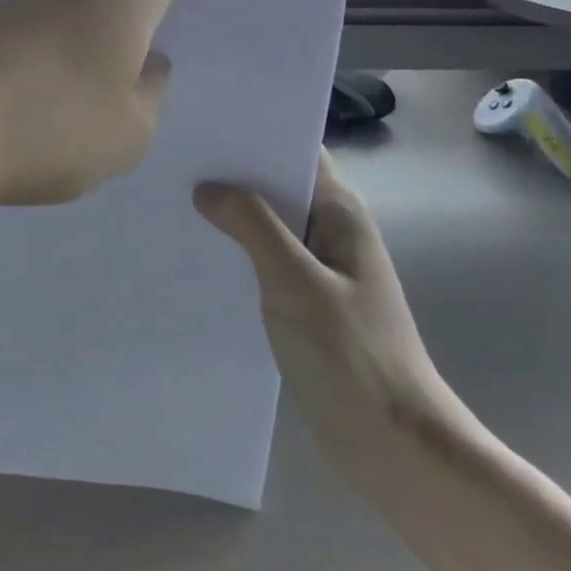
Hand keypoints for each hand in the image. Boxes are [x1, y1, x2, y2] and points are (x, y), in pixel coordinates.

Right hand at [194, 154, 466, 497]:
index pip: (296, 149)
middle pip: (278, 185)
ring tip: (173, 200)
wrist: (397, 449)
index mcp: (340, 212)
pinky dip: (237, 254)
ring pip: (268, 226)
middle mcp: (331, 230)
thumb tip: (208, 187)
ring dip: (231, 215)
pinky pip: (266, 263)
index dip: (255, 132)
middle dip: (232, 172)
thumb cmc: (352, 355)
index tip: (205, 121)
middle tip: (175, 159)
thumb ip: (253, 227)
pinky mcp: (307, 304)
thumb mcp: (295, 284)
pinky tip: (198, 256)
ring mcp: (320, 269)